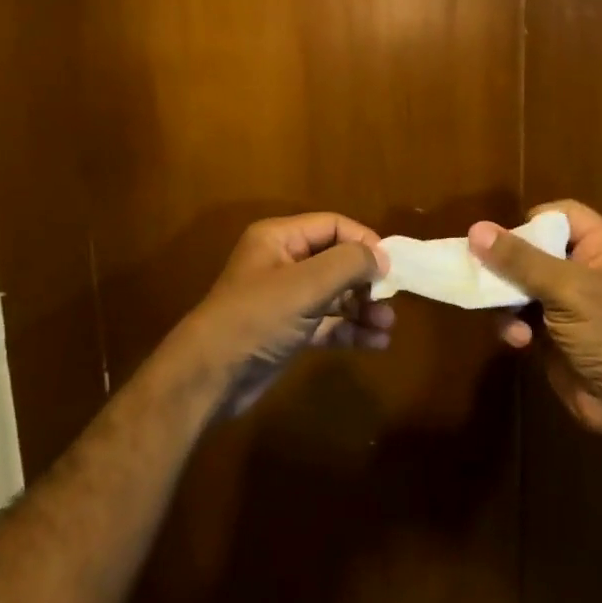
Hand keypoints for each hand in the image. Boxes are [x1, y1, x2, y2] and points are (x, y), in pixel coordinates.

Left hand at [177, 213, 393, 416]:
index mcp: (280, 238)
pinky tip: (376, 343)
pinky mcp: (290, 332)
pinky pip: (328, 323)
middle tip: (389, 300)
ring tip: (387, 326)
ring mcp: (286, 299)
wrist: (211, 377)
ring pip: (335, 295)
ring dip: (363, 308)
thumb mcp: (305, 285)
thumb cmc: (257, 318)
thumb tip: (382, 256)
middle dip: (365, 280)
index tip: (390, 266)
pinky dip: (350, 330)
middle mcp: (284, 263)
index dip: (363, 241)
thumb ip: (348, 264)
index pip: (332, 226)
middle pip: (336, 260)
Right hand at [468, 201, 601, 439]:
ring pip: (521, 285)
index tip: (505, 239)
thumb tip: (475, 229)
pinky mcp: (553, 334)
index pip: (564, 216)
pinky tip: (518, 341)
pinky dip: (514, 325)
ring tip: (504, 314)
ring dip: (507, 300)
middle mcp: (587, 271)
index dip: (533, 223)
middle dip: (509, 266)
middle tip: (484, 272)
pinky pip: (521, 316)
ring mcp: (570, 305)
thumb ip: (520, 259)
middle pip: (535, 250)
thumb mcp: (567, 288)